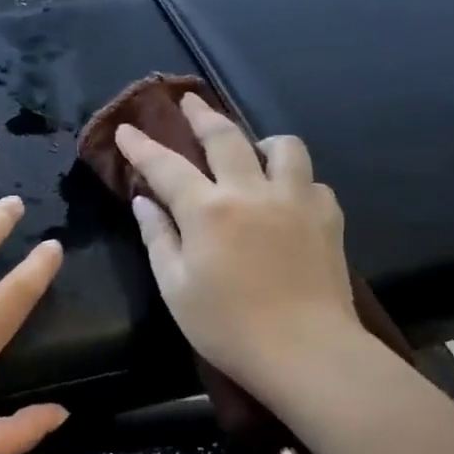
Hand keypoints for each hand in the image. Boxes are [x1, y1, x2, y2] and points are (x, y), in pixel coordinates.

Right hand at [114, 93, 364, 385]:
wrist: (307, 352)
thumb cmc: (227, 326)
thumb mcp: (175, 287)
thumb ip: (158, 237)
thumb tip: (145, 201)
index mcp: (208, 210)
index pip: (166, 165)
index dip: (141, 145)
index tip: (126, 129)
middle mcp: (251, 192)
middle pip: (225, 137)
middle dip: (201, 115)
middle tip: (188, 101)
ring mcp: (295, 200)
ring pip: (282, 146)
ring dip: (259, 141)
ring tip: (250, 151)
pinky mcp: (327, 217)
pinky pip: (310, 180)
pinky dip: (292, 179)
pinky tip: (284, 197)